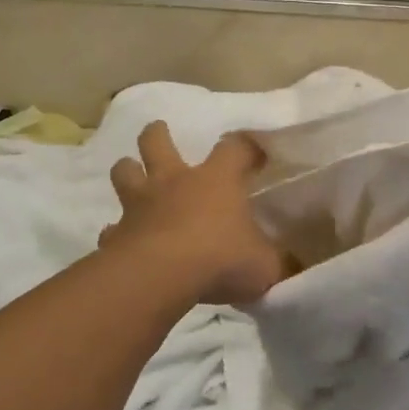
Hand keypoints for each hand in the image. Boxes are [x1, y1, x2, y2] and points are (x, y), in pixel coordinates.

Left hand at [101, 123, 294, 306]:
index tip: (255, 154)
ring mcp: (140, 206)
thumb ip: (280, 262)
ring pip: (124, 173)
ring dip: (128, 171)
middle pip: (157, 142)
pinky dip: (116, 232)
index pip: (234, 148)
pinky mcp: (116, 235)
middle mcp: (174, 182)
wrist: (160, 278)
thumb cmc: (220, 259)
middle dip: (158, 134)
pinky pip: (112, 229)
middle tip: (159, 131)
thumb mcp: (266, 265)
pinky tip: (121, 239)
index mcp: (216, 180)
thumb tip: (296, 266)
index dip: (246, 147)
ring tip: (133, 175)